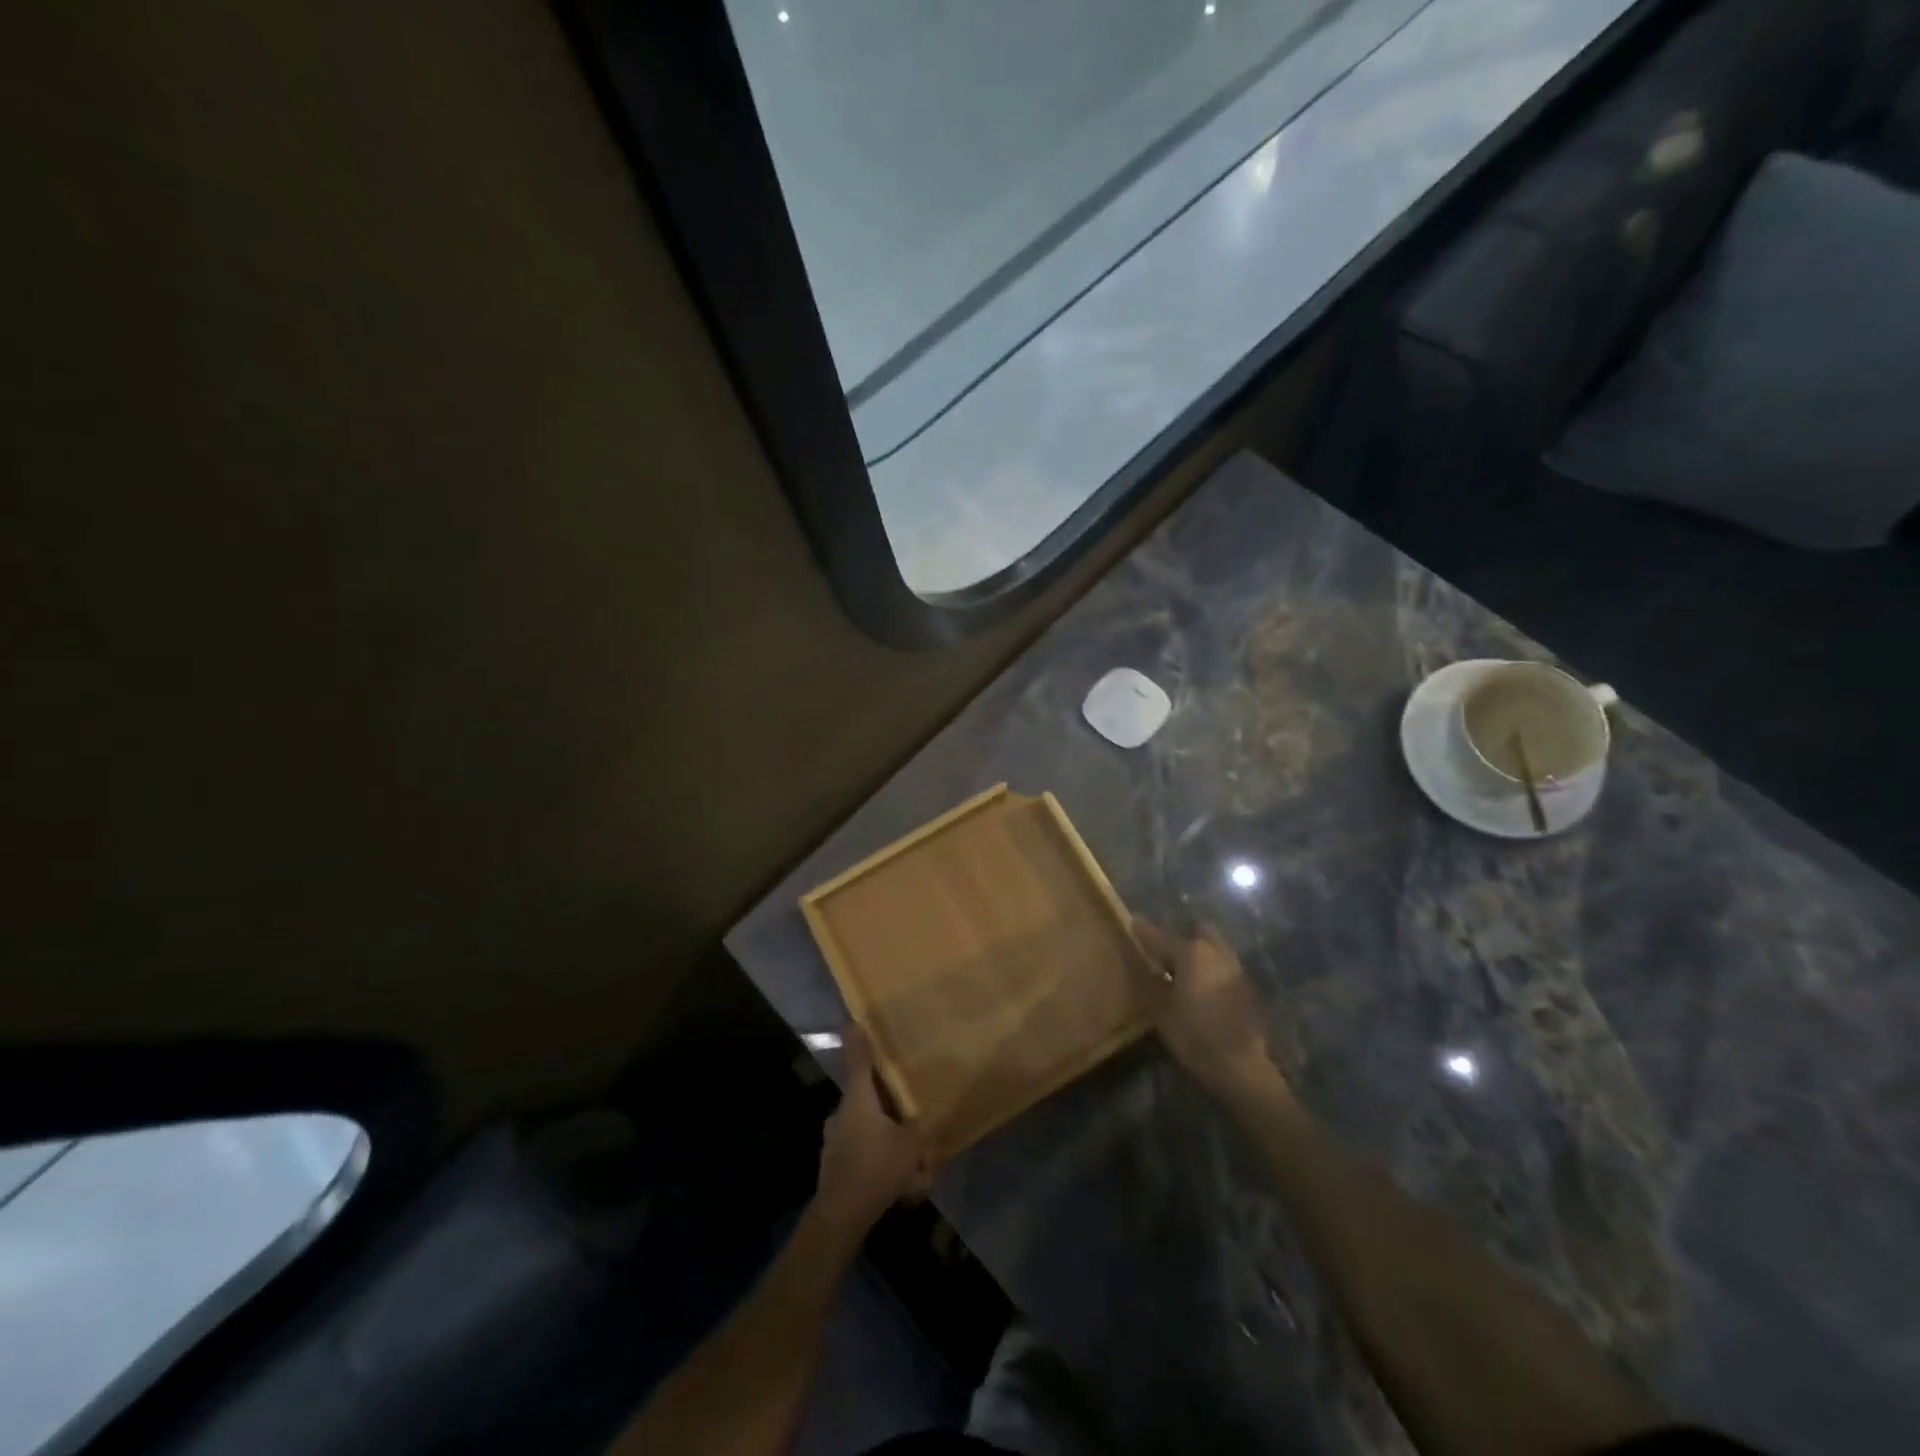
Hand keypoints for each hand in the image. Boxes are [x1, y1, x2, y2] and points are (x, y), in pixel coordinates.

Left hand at [814, 1024, 935, 1232]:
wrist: (840, 1217)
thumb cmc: (876, 1169)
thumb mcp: (911, 1146)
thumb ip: (921, 1128)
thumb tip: (926, 1117)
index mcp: (858, 1100)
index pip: (859, 1061)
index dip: (859, 1041)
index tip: (853, 1022)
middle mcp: (842, 1114)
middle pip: (868, 1099)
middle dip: (891, 1109)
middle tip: (912, 1121)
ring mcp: (834, 1140)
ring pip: (867, 1130)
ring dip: (889, 1142)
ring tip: (916, 1169)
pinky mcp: (835, 1164)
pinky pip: (864, 1154)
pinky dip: (882, 1163)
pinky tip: (902, 1187)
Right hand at [1134, 917, 1285, 1102]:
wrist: (1240, 1066)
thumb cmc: (1194, 1035)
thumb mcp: (1161, 1010)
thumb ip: (1151, 981)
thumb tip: (1143, 965)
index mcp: (1192, 953)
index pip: (1161, 937)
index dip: (1144, 931)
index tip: (1133, 921)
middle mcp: (1216, 953)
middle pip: (1196, 933)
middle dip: (1180, 937)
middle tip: (1163, 951)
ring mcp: (1235, 968)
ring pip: (1213, 948)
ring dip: (1198, 952)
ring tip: (1181, 969)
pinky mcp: (1245, 986)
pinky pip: (1222, 965)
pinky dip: (1209, 968)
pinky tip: (1199, 985)